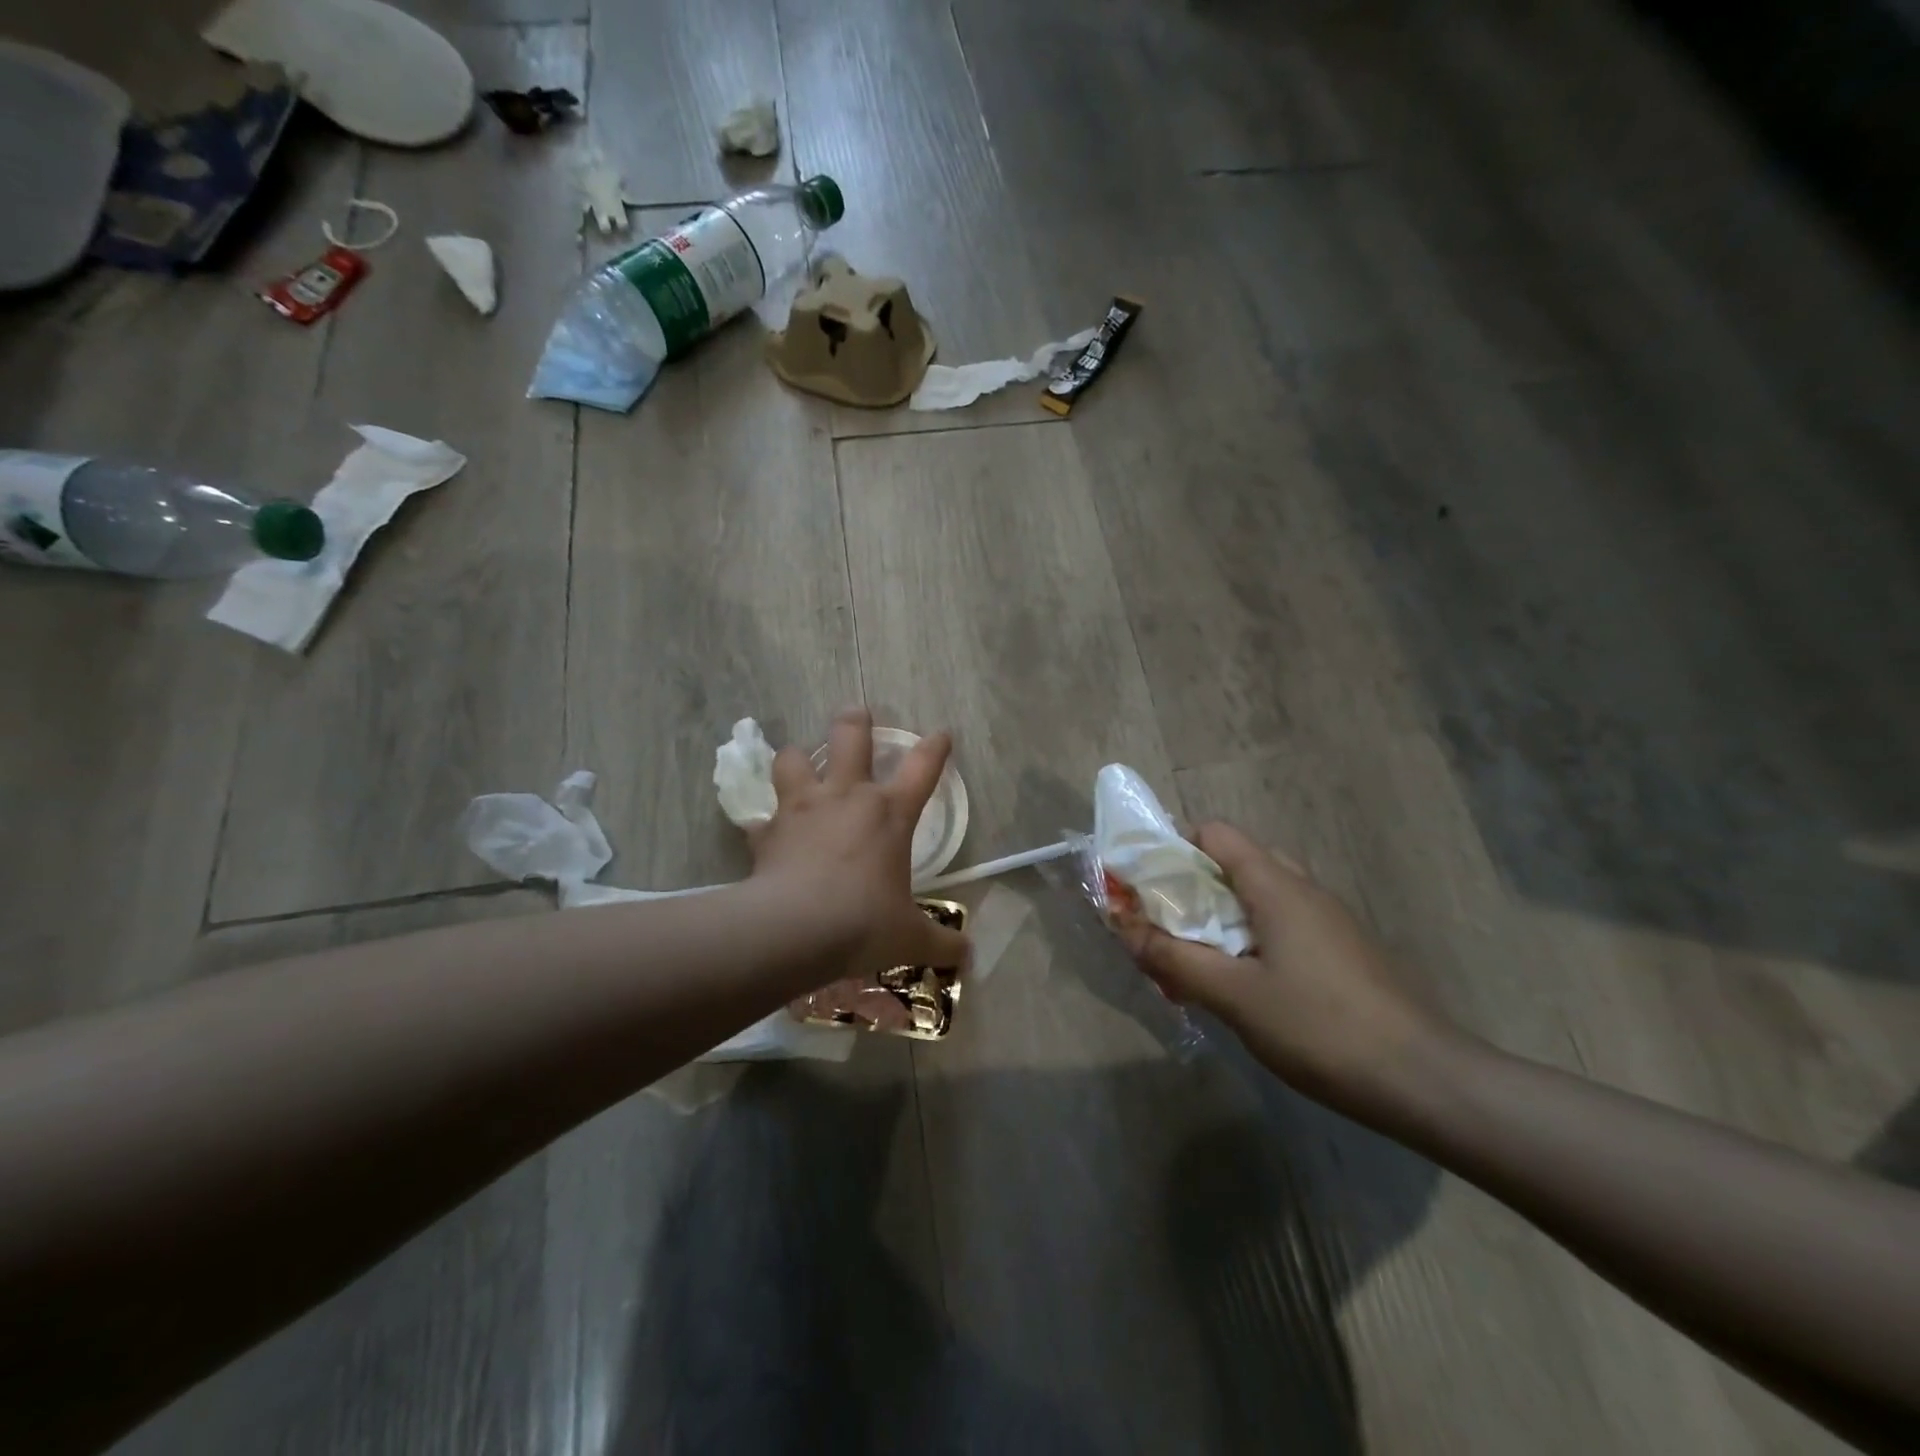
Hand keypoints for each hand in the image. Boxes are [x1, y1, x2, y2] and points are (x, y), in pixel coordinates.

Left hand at [748, 706, 969, 979]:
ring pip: (794, 758)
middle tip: (856, 714)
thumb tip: (969, 957)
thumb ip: (943, 943)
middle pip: (850, 736)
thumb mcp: (911, 938)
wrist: (796, 930)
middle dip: (854, 721)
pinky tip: (764, 832)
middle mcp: (847, 797)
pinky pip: (760, 818)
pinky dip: (763, 823)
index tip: (941, 734)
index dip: (935, 748)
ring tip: (800, 764)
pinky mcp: (768, 831)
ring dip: (798, 759)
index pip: (923, 767)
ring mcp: (802, 808)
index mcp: (890, 813)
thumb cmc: (864, 923)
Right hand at [1114, 824, 1460, 1110]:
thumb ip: (1173, 958)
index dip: (1173, 846)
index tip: (1144, 883)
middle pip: (1234, 861)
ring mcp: (1328, 920)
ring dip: (1218, 915)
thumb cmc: (1321, 1027)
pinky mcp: (1341, 950)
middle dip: (1191, 885)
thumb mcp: (1234, 996)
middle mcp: (1304, 889)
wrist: (1426, 1081)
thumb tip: (1123, 927)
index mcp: (1276, 885)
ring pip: (1258, 896)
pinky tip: (1242, 985)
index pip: (1214, 833)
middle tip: (1164, 922)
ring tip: (1194, 957)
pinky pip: (1281, 924)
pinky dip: (1248, 938)